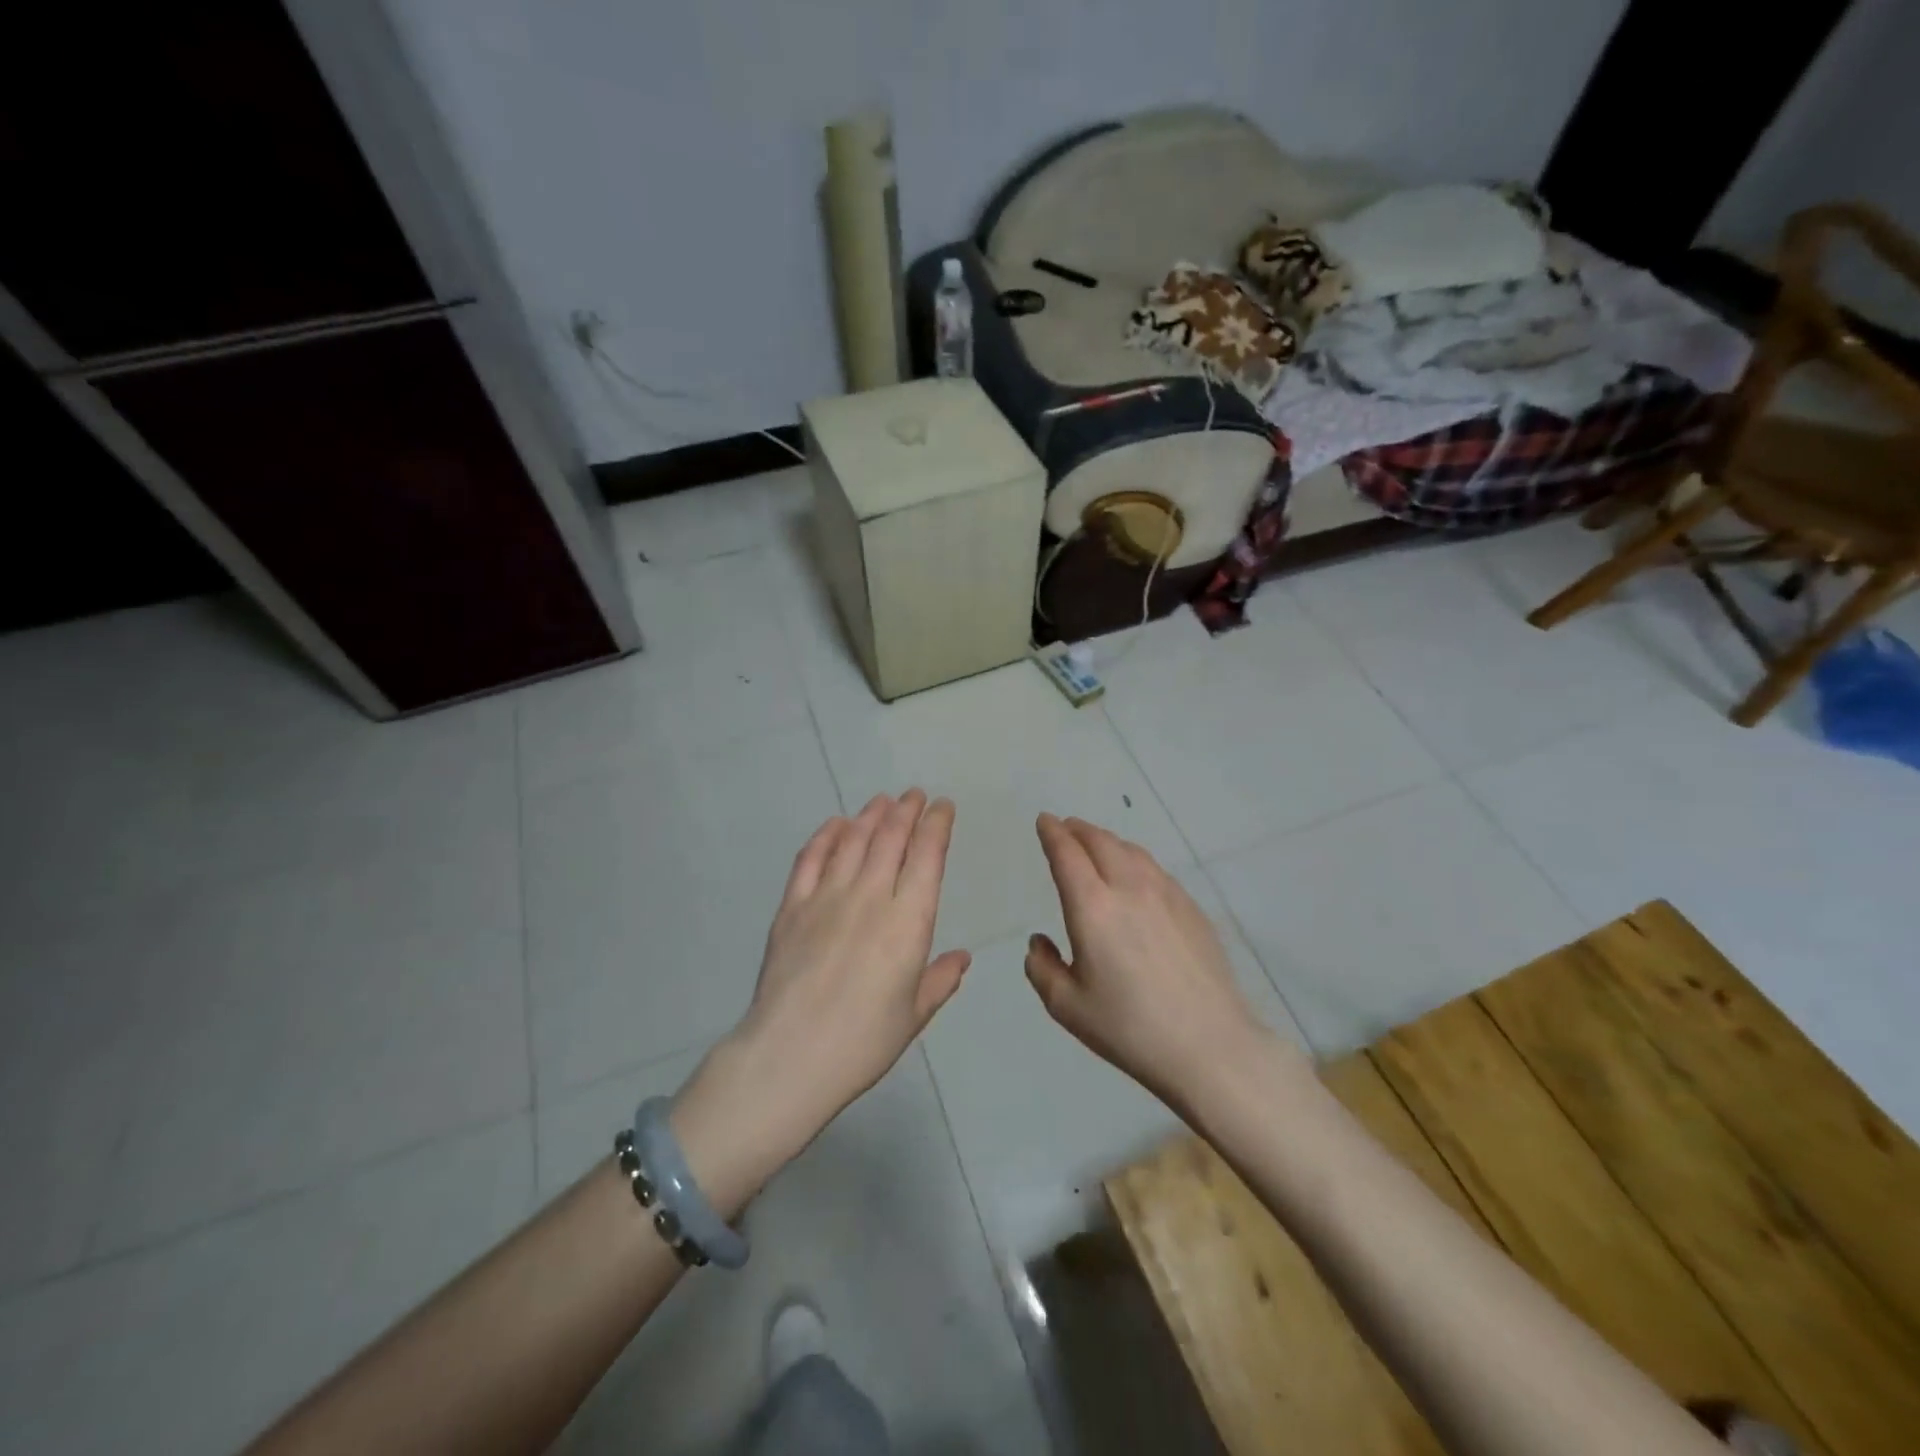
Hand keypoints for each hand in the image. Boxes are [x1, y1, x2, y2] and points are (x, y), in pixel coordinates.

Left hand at [673, 791, 968, 1207]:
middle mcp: (871, 897)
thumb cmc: (863, 1042)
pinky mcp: (792, 906)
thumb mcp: (913, 1016)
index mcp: (908, 922)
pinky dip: (825, 836)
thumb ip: (939, 980)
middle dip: (906, 810)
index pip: (927, 856)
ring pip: (853, 840)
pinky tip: (835, 825)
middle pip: (891, 838)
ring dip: (870, 815)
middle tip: (914, 795)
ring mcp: (827, 897)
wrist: (791, 1056)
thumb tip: (961, 958)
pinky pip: (810, 859)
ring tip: (881, 802)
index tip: (943, 808)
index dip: (937, 825)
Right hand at [1026, 814, 1276, 1108]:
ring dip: (1107, 841)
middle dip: (1078, 829)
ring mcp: (1166, 894)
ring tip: (1096, 845)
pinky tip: (1135, 875)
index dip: (1052, 833)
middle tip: (1066, 828)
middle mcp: (1128, 888)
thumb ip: (1042, 968)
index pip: (1067, 854)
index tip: (1044, 821)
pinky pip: (1155, 869)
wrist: (1210, 1045)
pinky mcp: (1192, 908)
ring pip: (1131, 850)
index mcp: (1092, 907)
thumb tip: (1040, 942)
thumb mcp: (1068, 1007)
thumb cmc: (1130, 1028)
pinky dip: (1134, 859)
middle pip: (1100, 841)